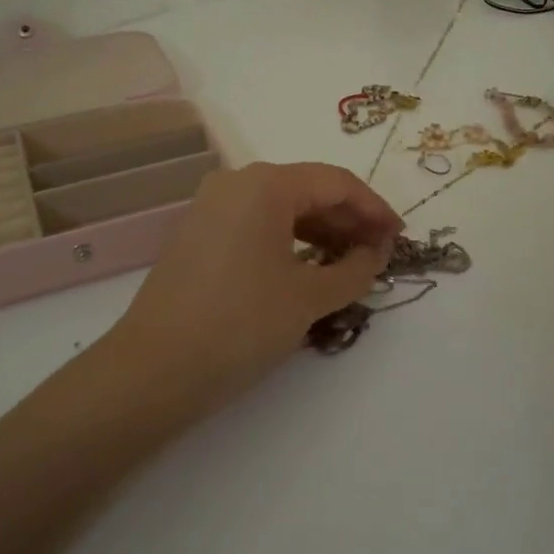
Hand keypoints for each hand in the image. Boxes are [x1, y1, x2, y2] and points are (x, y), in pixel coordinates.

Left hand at [109, 162, 402, 401]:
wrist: (153, 370)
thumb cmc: (240, 325)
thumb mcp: (309, 298)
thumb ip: (354, 270)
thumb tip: (375, 253)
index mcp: (265, 184)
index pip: (336, 182)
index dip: (375, 209)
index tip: (400, 238)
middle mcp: (236, 182)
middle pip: (308, 190)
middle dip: (349, 220)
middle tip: (380, 254)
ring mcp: (211, 207)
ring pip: (281, 208)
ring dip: (321, 232)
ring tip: (351, 264)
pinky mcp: (199, 234)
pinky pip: (256, 224)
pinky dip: (289, 241)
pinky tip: (309, 268)